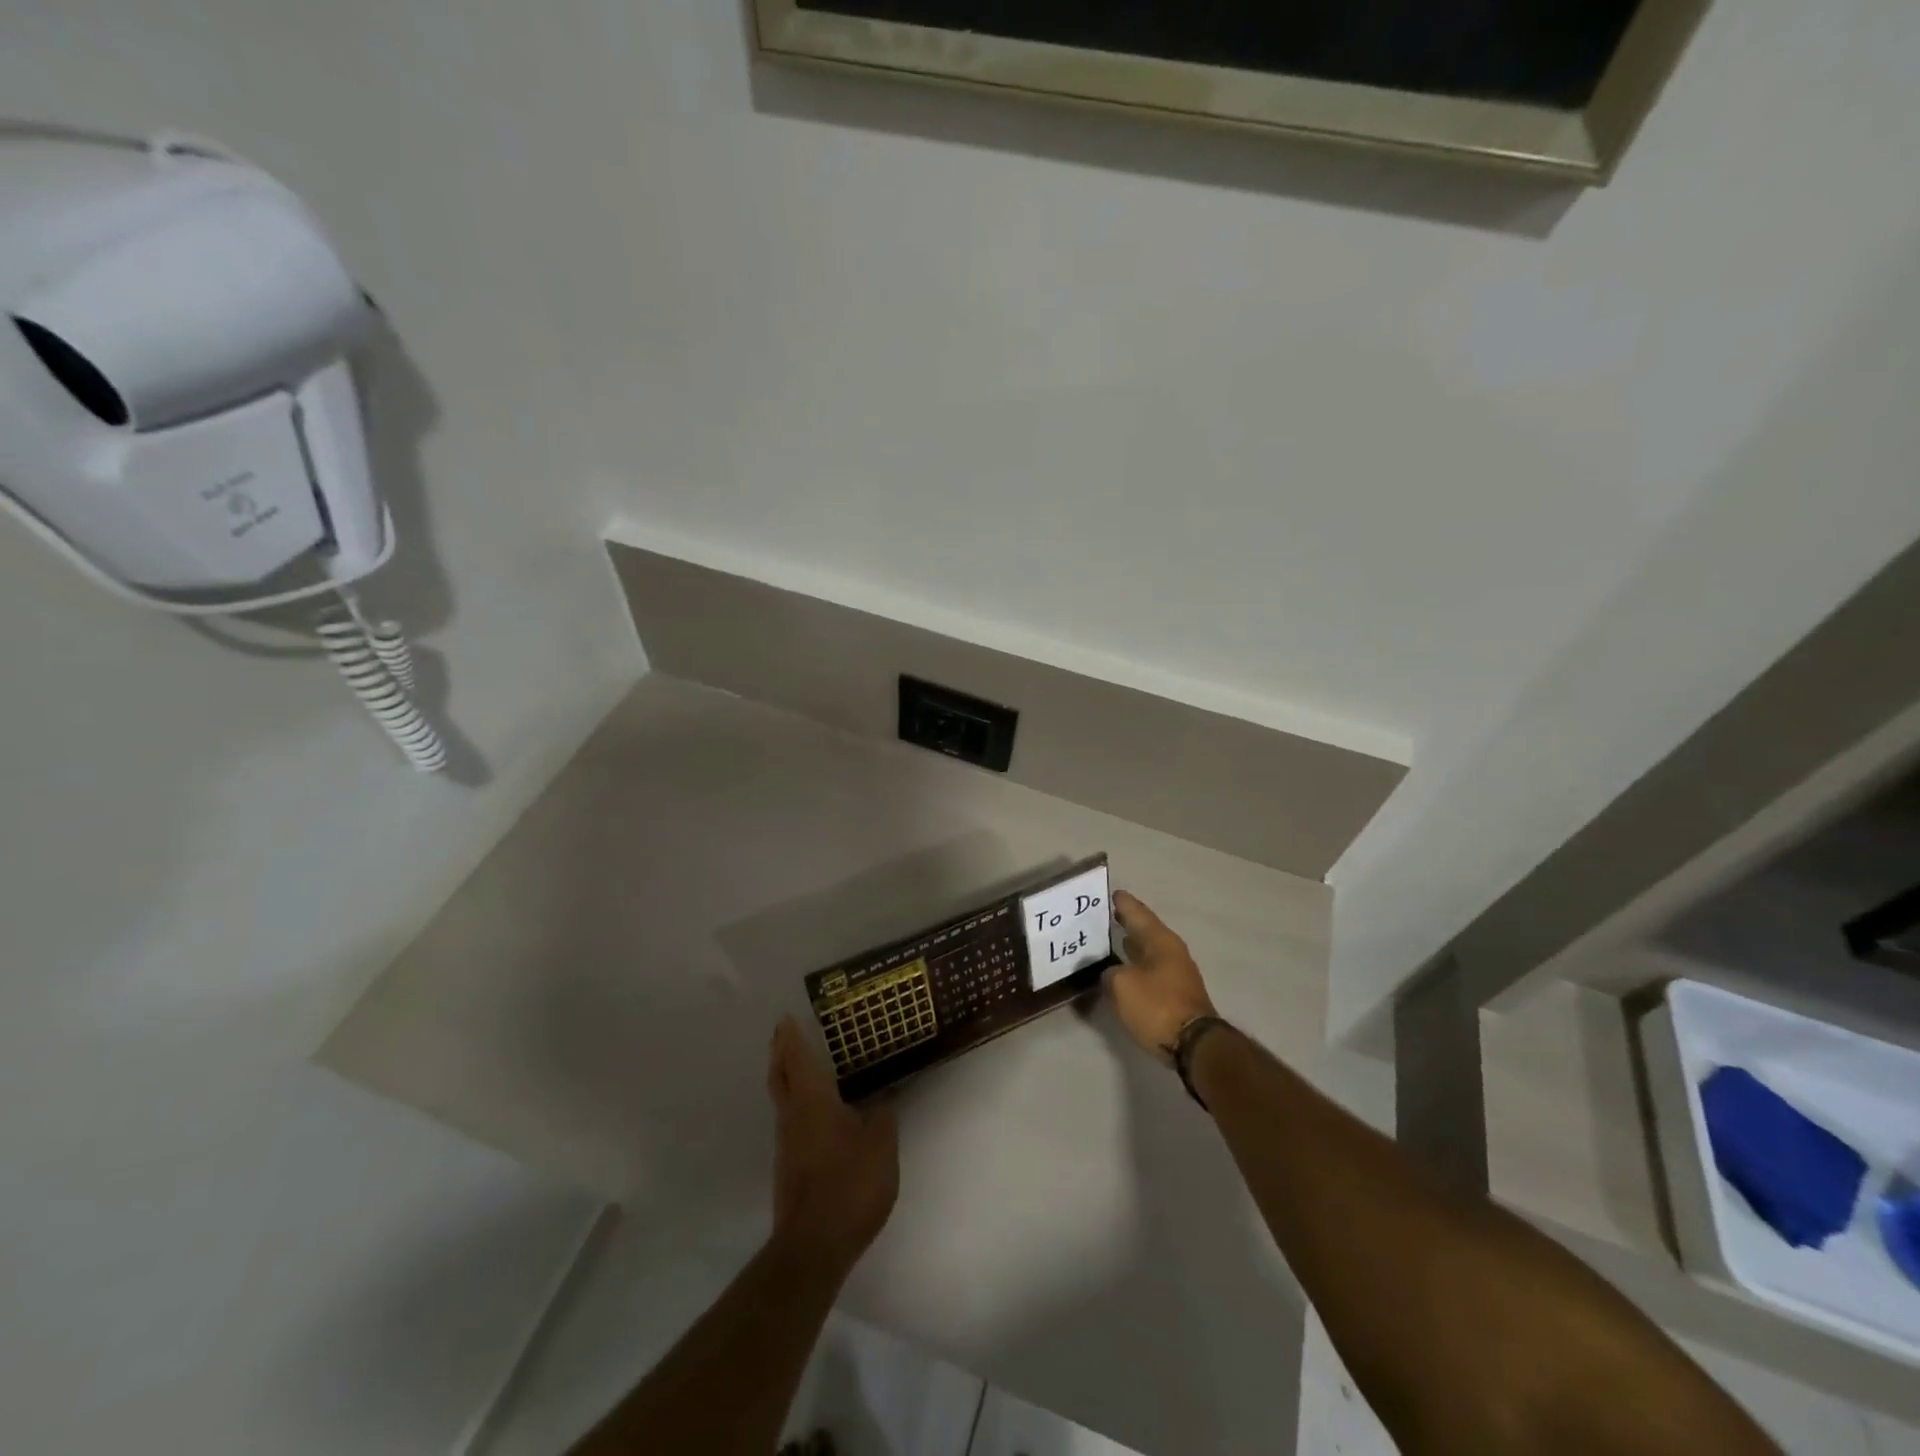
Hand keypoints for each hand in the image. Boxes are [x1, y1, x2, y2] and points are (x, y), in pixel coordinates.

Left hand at [767, 1015, 898, 1269]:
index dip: (791, 1037)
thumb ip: (884, 1113)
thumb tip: (885, 1093)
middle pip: (779, 1076)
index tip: (785, 1018)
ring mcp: (786, 1145)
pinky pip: (790, 1122)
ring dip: (785, 1079)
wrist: (814, 1246)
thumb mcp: (881, 1144)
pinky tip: (813, 1113)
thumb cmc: (849, 1184)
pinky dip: (796, 1105)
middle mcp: (792, 1116)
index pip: (797, 1058)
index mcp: (812, 1101)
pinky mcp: (788, 1169)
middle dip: (779, 1053)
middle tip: (782, 1034)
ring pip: (782, 1100)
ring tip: (798, 1067)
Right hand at [1107, 891, 1217, 1059]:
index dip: (1124, 904)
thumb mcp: (1122, 986)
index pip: (1138, 914)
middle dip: (1128, 923)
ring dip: (1133, 946)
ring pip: (1149, 952)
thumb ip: (1111, 973)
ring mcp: (1177, 974)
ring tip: (1113, 939)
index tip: (1112, 893)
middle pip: (1146, 931)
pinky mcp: (1176, 995)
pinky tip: (1124, 969)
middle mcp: (1172, 952)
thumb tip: (1111, 973)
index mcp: (1161, 941)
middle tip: (1107, 915)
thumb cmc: (1157, 1006)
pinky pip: (1151, 971)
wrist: (1193, 1045)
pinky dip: (1137, 965)